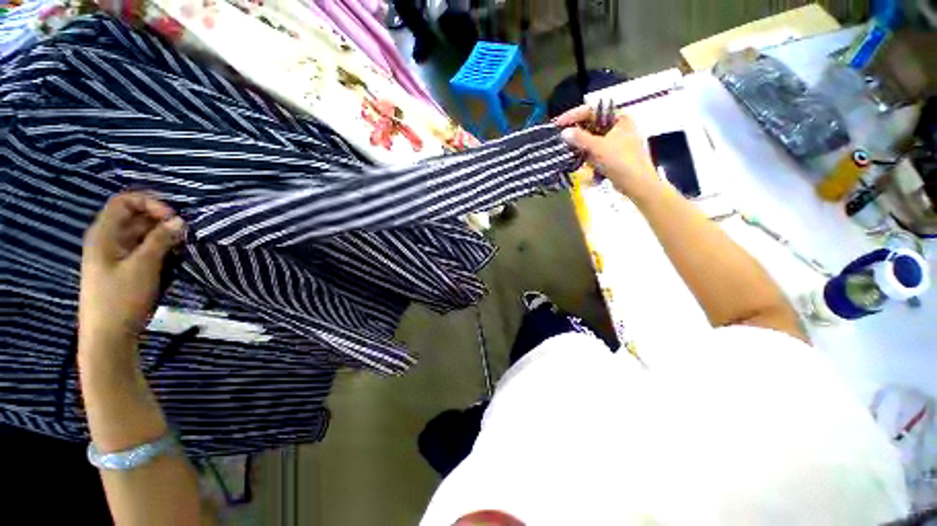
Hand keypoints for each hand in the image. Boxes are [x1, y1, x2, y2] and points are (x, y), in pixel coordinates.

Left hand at [79, 193, 184, 356]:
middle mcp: (108, 239)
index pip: (124, 201)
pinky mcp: (126, 268)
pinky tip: (175, 257)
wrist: (109, 336)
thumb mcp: (143, 267)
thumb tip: (181, 220)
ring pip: (142, 233)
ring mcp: (117, 255)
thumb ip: (161, 240)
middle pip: (135, 216)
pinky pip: (145, 248)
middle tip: (185, 232)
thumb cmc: (121, 298)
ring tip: (183, 246)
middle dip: (161, 220)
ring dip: (164, 235)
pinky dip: (161, 248)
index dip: (150, 203)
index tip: (174, 218)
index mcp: (104, 234)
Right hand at [556, 105, 661, 198]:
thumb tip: (564, 132)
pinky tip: (578, 159)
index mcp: (619, 118)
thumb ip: (580, 138)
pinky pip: (595, 151)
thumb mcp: (598, 147)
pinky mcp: (612, 155)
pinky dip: (586, 154)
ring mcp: (615, 141)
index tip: (558, 123)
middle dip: (576, 132)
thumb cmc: (621, 161)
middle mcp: (618, 127)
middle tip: (560, 136)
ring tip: (566, 149)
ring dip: (580, 145)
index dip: (573, 115)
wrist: (636, 183)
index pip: (592, 111)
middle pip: (591, 125)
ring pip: (592, 139)